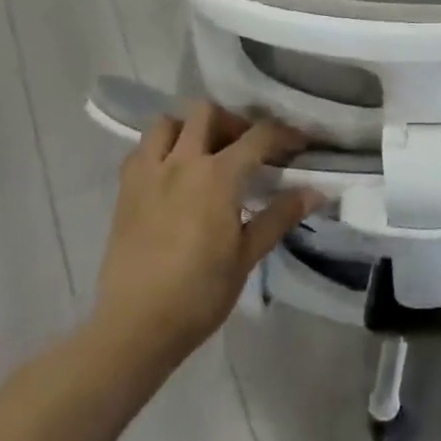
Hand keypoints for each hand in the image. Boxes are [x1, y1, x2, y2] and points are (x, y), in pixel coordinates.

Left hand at [91, 101, 321, 361]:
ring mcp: (149, 173)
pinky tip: (170, 174)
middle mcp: (183, 162)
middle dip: (232, 122)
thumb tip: (316, 191)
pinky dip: (159, 150)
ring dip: (189, 129)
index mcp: (218, 176)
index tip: (299, 144)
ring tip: (204, 154)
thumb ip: (279, 216)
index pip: (259, 136)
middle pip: (208, 112)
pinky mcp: (125, 191)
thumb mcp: (247, 256)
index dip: (284, 134)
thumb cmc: (199, 294)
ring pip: (168, 122)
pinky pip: (141, 150)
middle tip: (246, 148)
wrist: (134, 328)